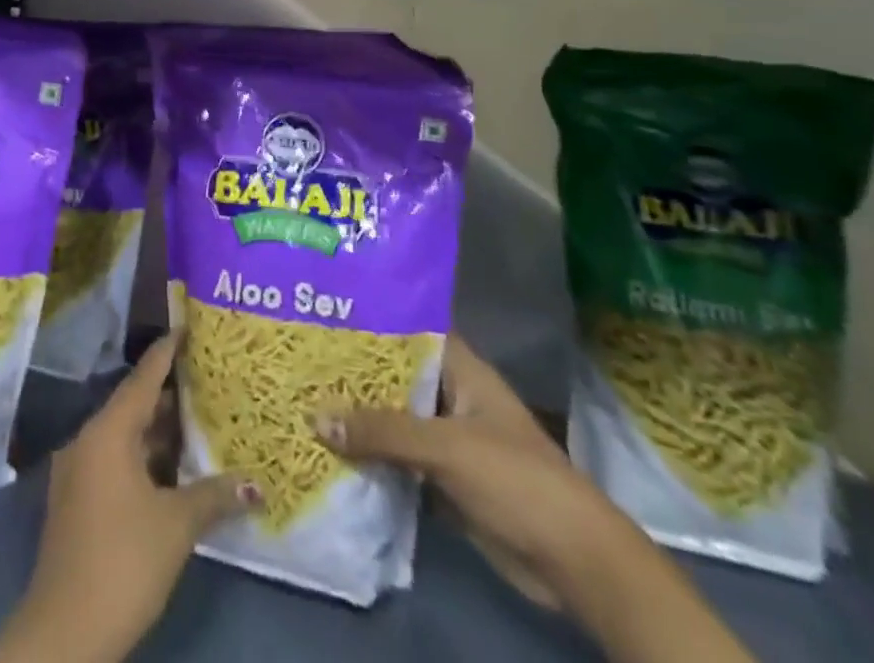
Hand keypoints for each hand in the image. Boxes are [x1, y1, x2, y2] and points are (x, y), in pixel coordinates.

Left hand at [0, 332, 258, 662]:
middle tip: (208, 379)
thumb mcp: (176, 525)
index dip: (167, 351)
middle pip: (134, 404)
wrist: (64, 632)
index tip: (188, 327)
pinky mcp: (78, 500)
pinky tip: (175, 470)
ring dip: (159, 432)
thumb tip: (255, 484)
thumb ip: (214, 496)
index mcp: (108, 431)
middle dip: (170, 395)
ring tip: (200, 421)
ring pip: (126, 437)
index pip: (144, 377)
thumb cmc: (123, 561)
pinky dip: (145, 458)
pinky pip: (116, 461)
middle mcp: (89, 440)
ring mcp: (79, 471)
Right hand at [316, 335, 620, 609]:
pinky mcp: (445, 480)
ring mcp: (449, 440)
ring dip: (359, 418)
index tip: (325, 312)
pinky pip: (399, 460)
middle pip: (396, 377)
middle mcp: (452, 397)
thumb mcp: (446, 447)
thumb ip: (383, 431)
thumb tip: (317, 418)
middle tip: (301, 358)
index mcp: (461, 371)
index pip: (410, 330)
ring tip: (303, 400)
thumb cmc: (515, 480)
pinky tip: (330, 452)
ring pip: (395, 420)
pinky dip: (372, 458)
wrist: (572, 561)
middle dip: (355, 373)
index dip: (372, 320)